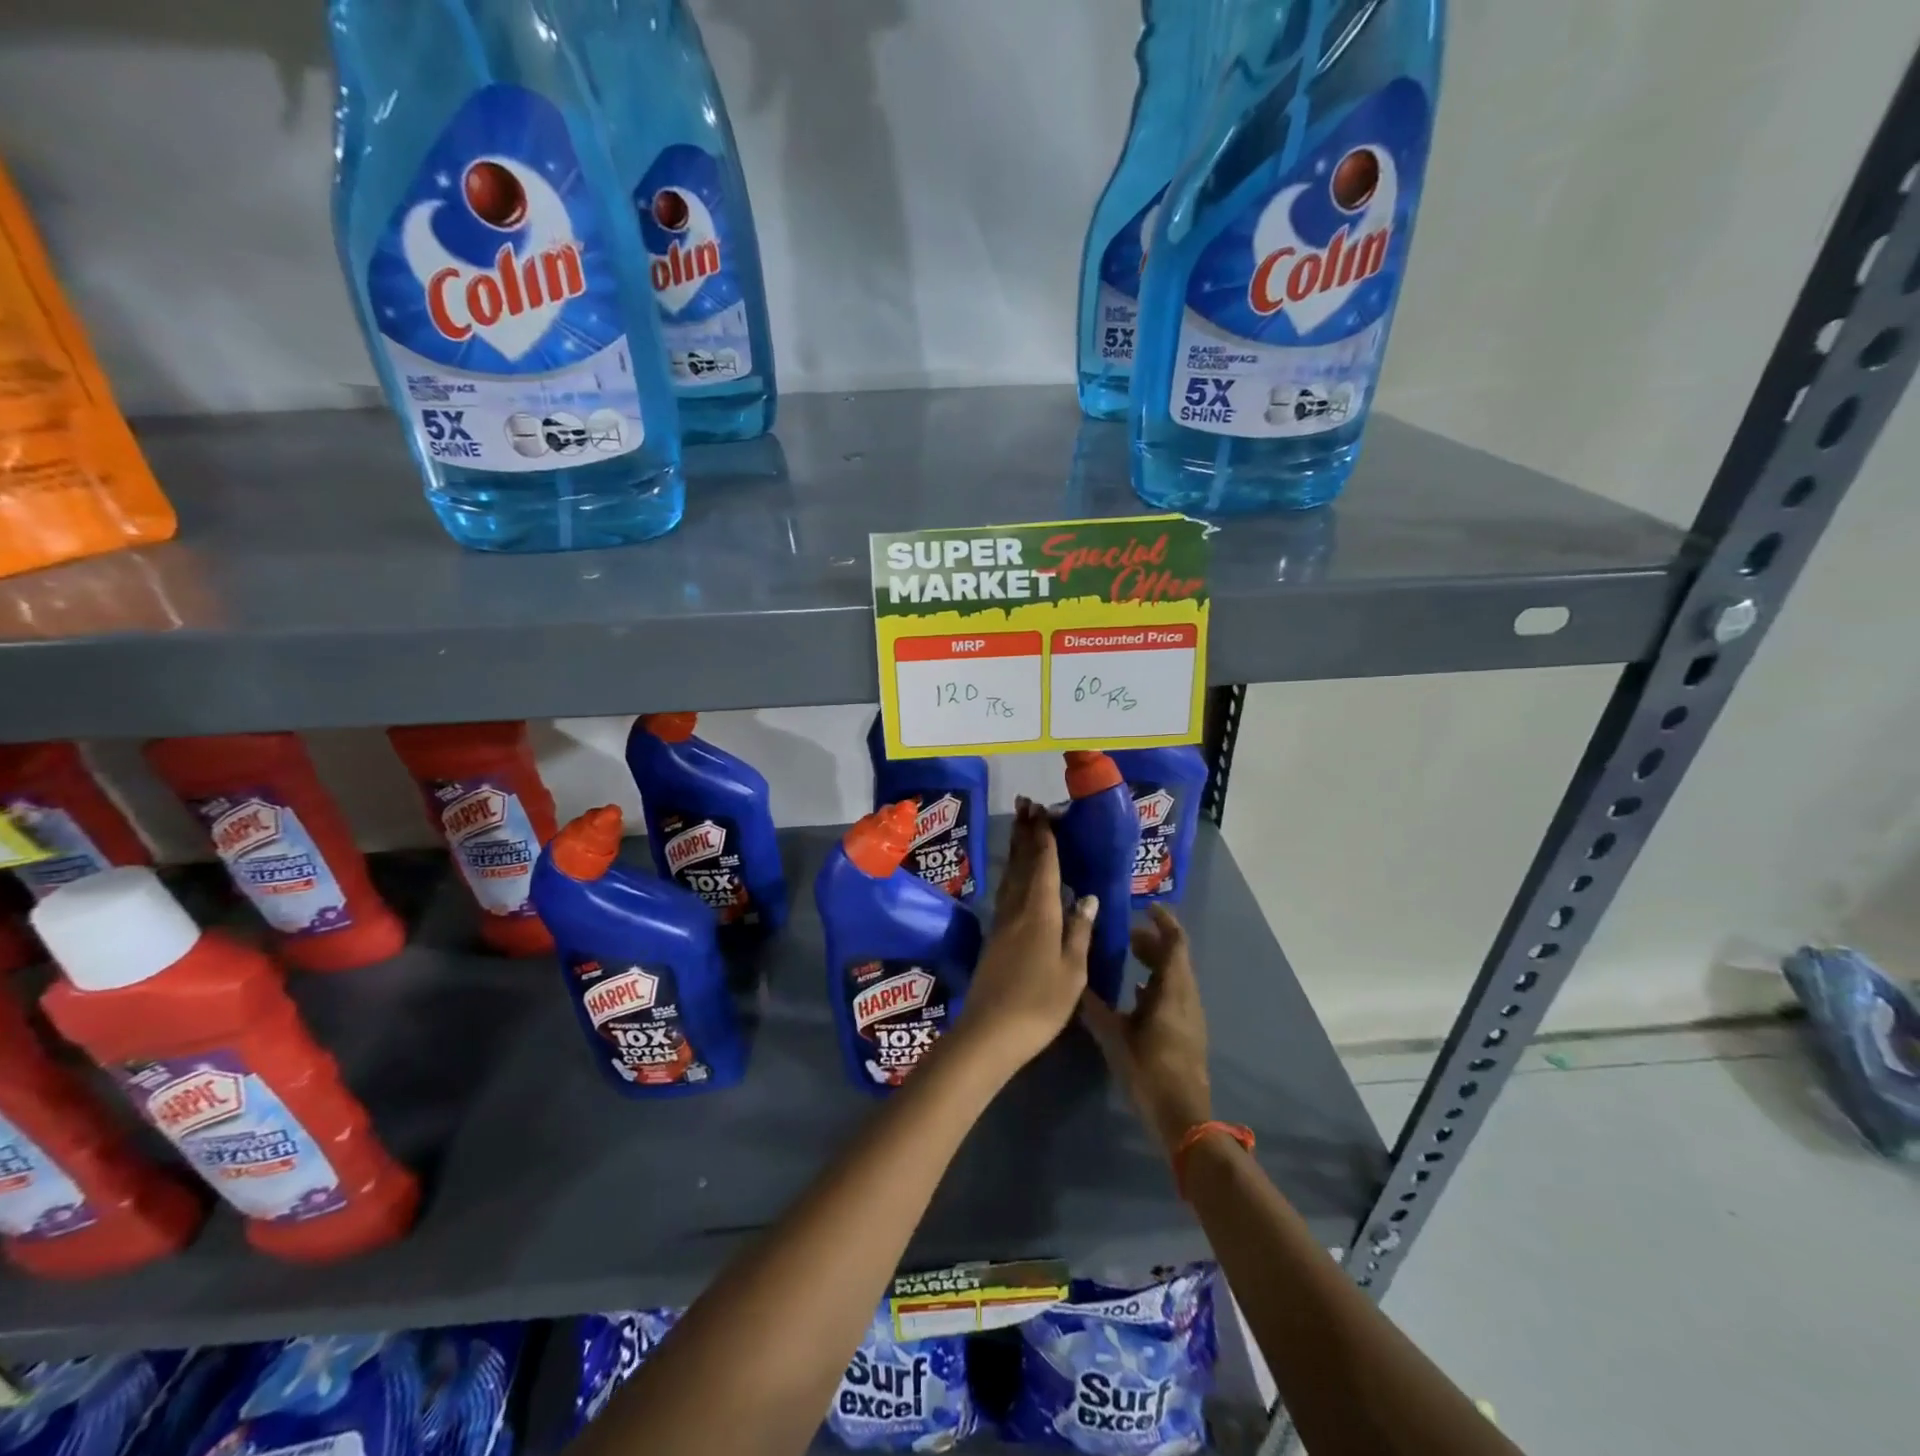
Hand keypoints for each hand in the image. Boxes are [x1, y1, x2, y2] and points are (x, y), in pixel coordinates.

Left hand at [952, 798, 1097, 1076]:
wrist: (991, 1031)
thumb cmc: (1040, 1003)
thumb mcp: (1072, 971)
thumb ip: (1079, 931)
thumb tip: (1086, 897)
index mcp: (1040, 912)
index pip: (1044, 865)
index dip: (1045, 837)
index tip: (1044, 811)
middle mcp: (1018, 909)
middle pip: (1022, 863)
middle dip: (1026, 832)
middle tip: (1026, 803)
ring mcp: (1002, 922)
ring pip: (1011, 875)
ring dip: (1016, 848)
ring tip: (1020, 826)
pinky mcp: (995, 936)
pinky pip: (1006, 891)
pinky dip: (1013, 873)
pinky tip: (1016, 875)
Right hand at [1079, 905, 1211, 1154]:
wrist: (1182, 1117)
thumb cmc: (1149, 1070)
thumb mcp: (1114, 1037)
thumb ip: (1095, 1007)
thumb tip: (1075, 983)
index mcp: (1173, 989)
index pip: (1175, 943)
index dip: (1164, 922)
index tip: (1146, 908)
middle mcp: (1186, 996)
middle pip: (1175, 958)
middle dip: (1153, 941)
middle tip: (1126, 934)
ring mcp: (1189, 1015)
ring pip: (1175, 976)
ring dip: (1155, 962)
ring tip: (1127, 958)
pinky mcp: (1187, 1032)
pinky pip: (1174, 994)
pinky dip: (1157, 983)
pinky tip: (1135, 994)